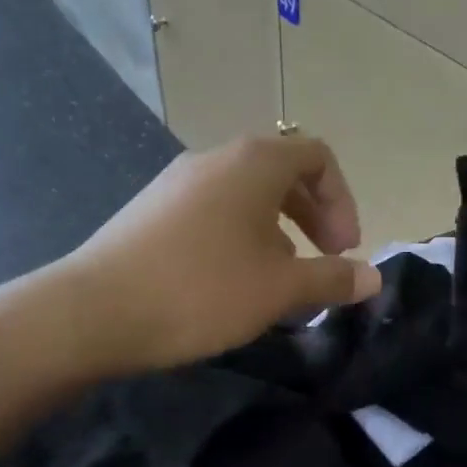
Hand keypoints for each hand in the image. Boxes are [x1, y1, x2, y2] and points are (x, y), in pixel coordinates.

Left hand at [60, 135, 382, 374]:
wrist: (93, 311)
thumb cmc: (201, 289)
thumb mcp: (279, 289)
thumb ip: (332, 278)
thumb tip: (372, 277)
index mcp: (254, 163)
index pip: (317, 156)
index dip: (342, 200)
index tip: (344, 248)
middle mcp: (216, 158)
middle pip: (282, 172)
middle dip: (314, 214)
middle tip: (326, 259)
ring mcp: (178, 181)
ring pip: (246, 193)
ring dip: (279, 228)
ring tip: (281, 276)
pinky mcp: (152, 208)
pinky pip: (213, 209)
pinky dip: (240, 233)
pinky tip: (231, 280)